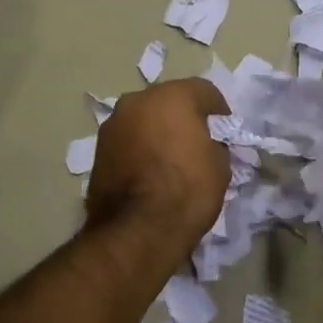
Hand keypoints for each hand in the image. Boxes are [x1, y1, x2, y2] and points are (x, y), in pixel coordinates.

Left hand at [86, 77, 231, 257]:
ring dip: (157, 131)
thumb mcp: (220, 165)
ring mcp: (113, 124)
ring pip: (144, 119)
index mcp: (172, 96)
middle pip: (169, 101)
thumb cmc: (187, 191)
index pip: (204, 91)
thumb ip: (214, 143)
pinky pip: (128, 140)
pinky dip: (139, 148)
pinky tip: (149, 172)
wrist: (137, 230)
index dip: (219, 112)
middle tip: (196, 143)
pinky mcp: (98, 149)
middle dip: (184, 117)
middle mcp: (138, 100)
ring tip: (169, 160)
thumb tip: (205, 144)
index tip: (225, 133)